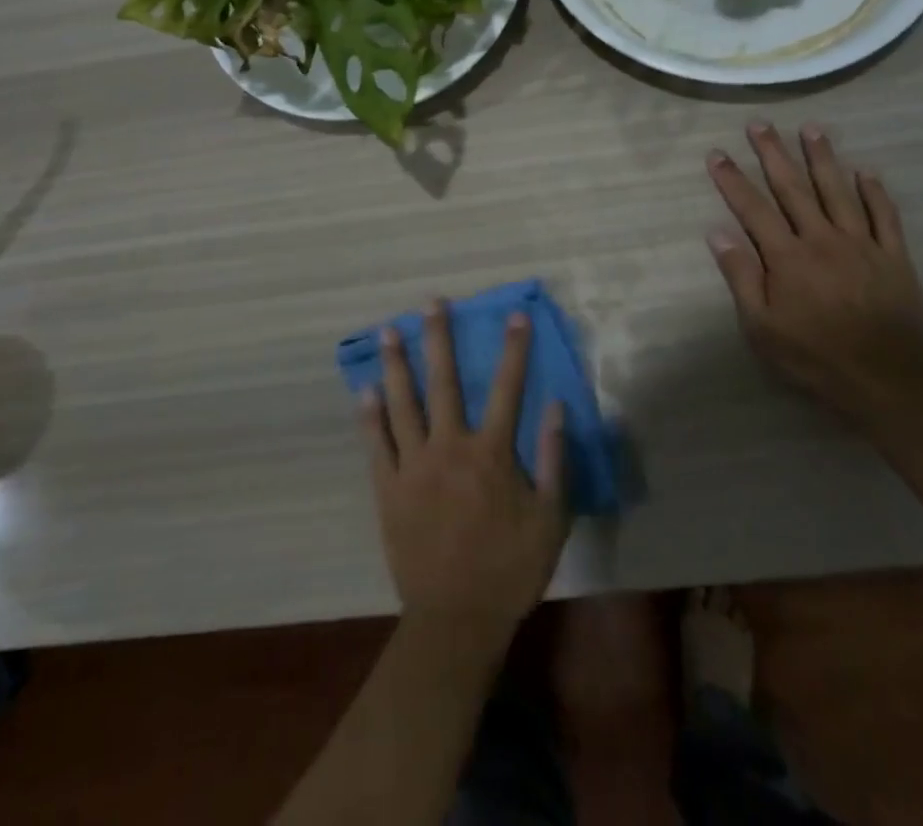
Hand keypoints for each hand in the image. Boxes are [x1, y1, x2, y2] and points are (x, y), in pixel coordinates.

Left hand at [359, 303, 568, 646]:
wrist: (456, 619)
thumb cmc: (510, 568)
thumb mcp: (550, 519)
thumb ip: (555, 460)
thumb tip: (558, 407)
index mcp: (491, 454)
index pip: (508, 388)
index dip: (514, 350)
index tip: (515, 315)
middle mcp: (450, 447)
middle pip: (444, 382)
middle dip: (439, 338)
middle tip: (431, 303)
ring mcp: (413, 466)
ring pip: (403, 403)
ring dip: (397, 364)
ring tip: (388, 330)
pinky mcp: (388, 488)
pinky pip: (376, 445)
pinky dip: (369, 416)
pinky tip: (364, 390)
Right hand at [706, 123, 922, 407]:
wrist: (888, 379)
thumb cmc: (815, 357)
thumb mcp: (762, 327)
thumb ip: (741, 277)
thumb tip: (717, 233)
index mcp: (786, 257)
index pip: (752, 208)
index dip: (732, 179)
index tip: (717, 154)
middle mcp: (821, 239)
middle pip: (793, 188)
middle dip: (773, 154)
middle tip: (760, 124)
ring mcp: (860, 244)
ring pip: (838, 191)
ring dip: (823, 158)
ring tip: (812, 129)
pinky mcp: (893, 256)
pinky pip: (884, 216)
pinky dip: (874, 192)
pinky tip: (866, 171)